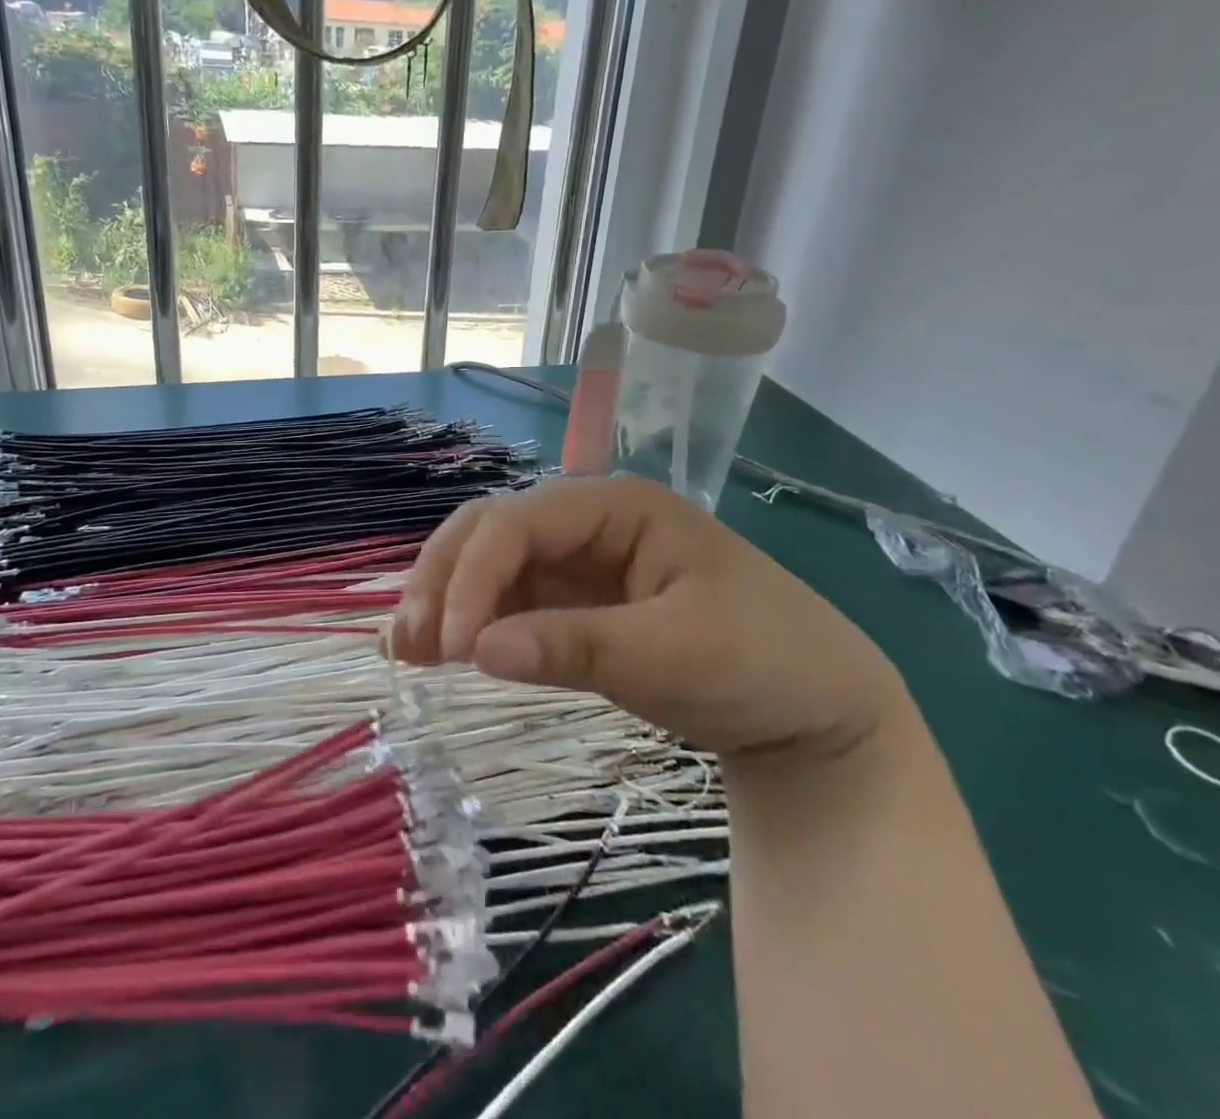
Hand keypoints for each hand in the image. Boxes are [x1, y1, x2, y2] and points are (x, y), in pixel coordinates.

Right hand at [392, 476, 907, 760]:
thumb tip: (475, 650)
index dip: (474, 576)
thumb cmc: (764, 663)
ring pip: (489, 563)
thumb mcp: (677, 655)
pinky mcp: (574, 601)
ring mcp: (578, 561)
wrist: (816, 711)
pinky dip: (470, 622)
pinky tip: (435, 650)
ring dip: (444, 598)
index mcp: (616, 506)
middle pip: (490, 530)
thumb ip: (576, 648)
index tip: (453, 647)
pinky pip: (508, 601)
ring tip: (403, 650)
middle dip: (444, 578)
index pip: (519, 523)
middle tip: (407, 643)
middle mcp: (586, 522)